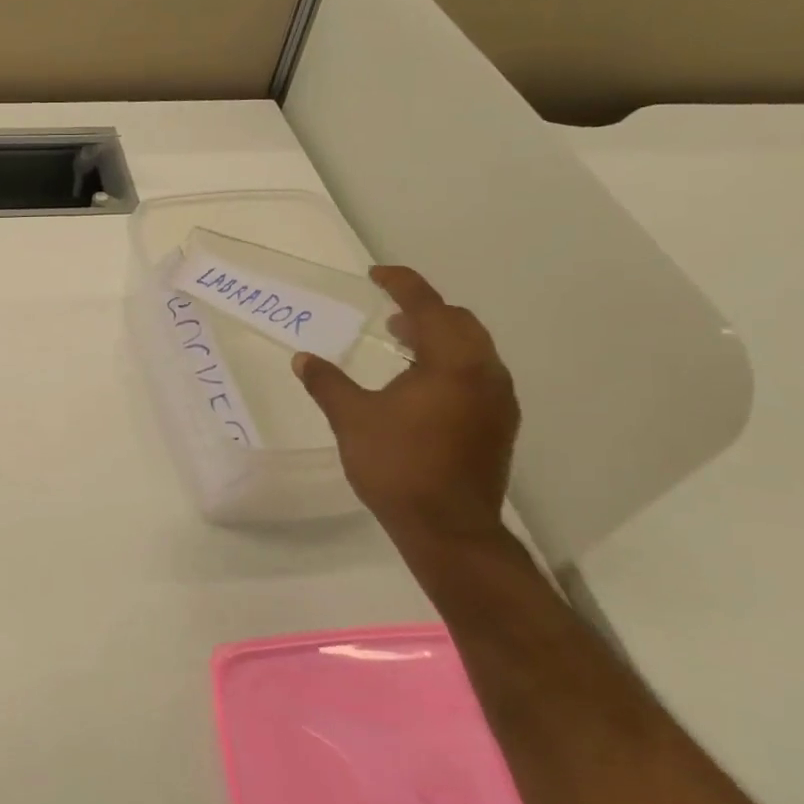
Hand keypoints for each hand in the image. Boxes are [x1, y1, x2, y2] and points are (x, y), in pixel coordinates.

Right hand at [293, 266, 518, 546]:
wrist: (448, 529)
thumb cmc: (398, 466)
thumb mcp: (352, 420)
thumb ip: (327, 383)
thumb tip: (303, 359)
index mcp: (452, 363)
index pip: (428, 306)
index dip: (402, 283)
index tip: (375, 274)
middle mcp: (485, 373)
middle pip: (459, 322)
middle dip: (424, 311)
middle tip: (389, 315)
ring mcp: (499, 401)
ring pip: (472, 350)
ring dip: (438, 339)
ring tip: (403, 346)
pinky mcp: (499, 425)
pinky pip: (477, 375)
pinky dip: (450, 365)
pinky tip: (421, 387)